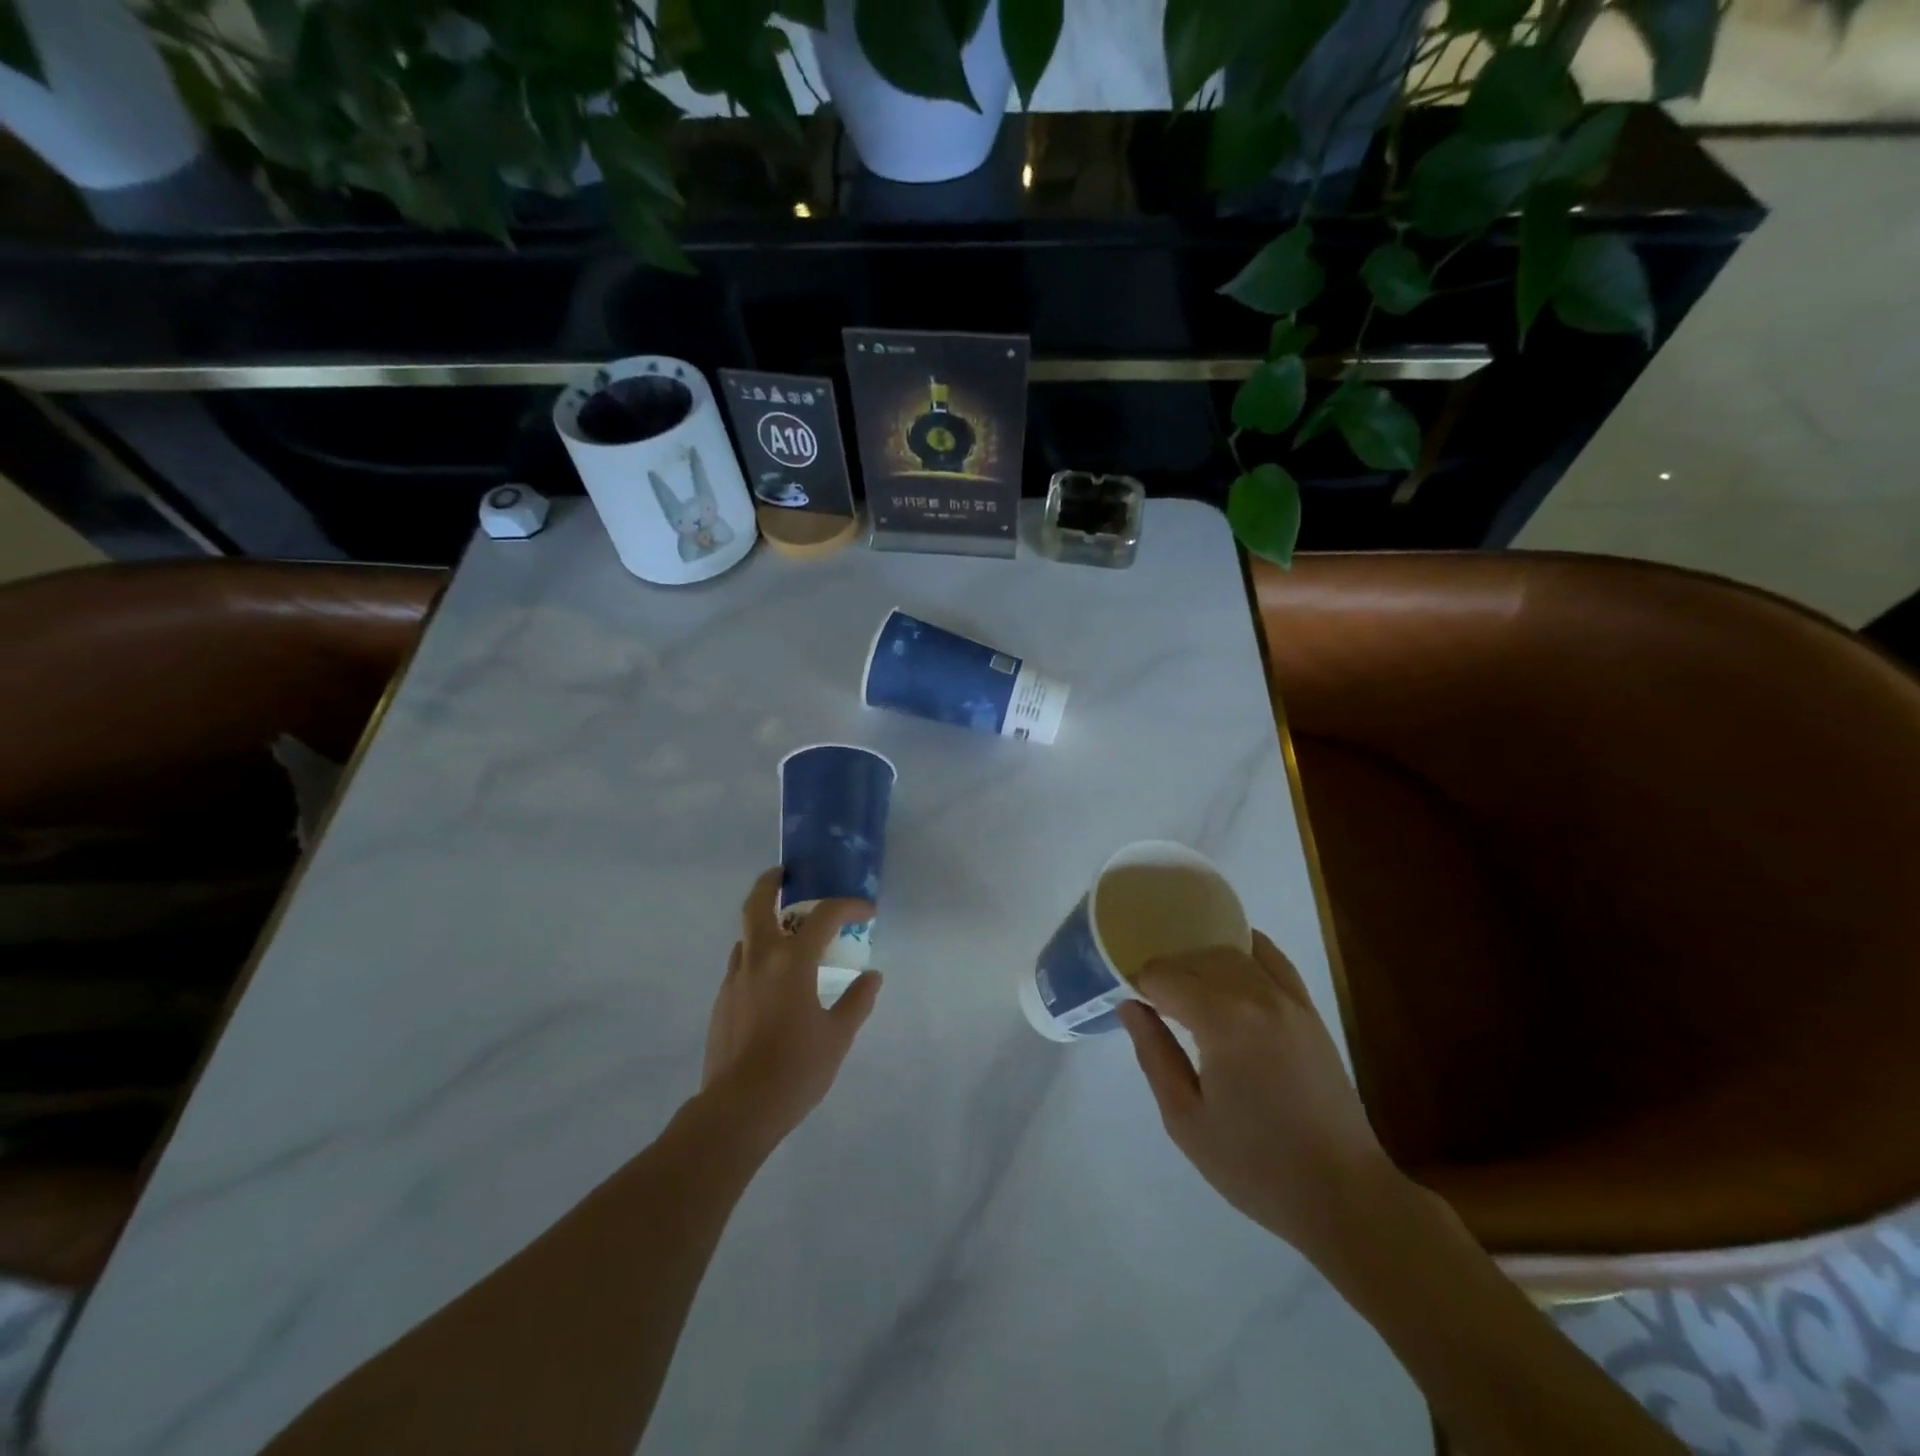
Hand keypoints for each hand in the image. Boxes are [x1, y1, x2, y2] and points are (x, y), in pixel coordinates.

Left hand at [700, 867, 881, 1149]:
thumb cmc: (797, 1068)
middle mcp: (759, 960)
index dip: (847, 906)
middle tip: (785, 875)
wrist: (739, 1108)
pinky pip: (741, 965)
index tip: (865, 911)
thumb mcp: (838, 1035)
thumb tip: (872, 976)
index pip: (823, 917)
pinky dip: (757, 957)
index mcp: (792, 962)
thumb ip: (857, 1000)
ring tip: (786, 936)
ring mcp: (735, 979)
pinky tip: (772, 982)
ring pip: (746, 936)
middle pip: (757, 905)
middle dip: (770, 883)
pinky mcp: (722, 1002)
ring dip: (764, 925)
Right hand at [1118, 931, 1395, 1261]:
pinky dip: (1245, 950)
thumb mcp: (1185, 1119)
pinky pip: (1272, 959)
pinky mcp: (1309, 1010)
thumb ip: (1153, 1054)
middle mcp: (1256, 995)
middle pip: (1196, 959)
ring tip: (1186, 992)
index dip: (1141, 985)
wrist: (1343, 1194)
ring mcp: (1289, 999)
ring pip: (1231, 953)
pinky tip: (1229, 962)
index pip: (1166, 976)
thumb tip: (1128, 1005)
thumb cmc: (1255, 1165)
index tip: (1132, 1006)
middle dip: (1168, 972)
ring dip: (1200, 963)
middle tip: (1151, 1003)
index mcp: (1223, 1021)